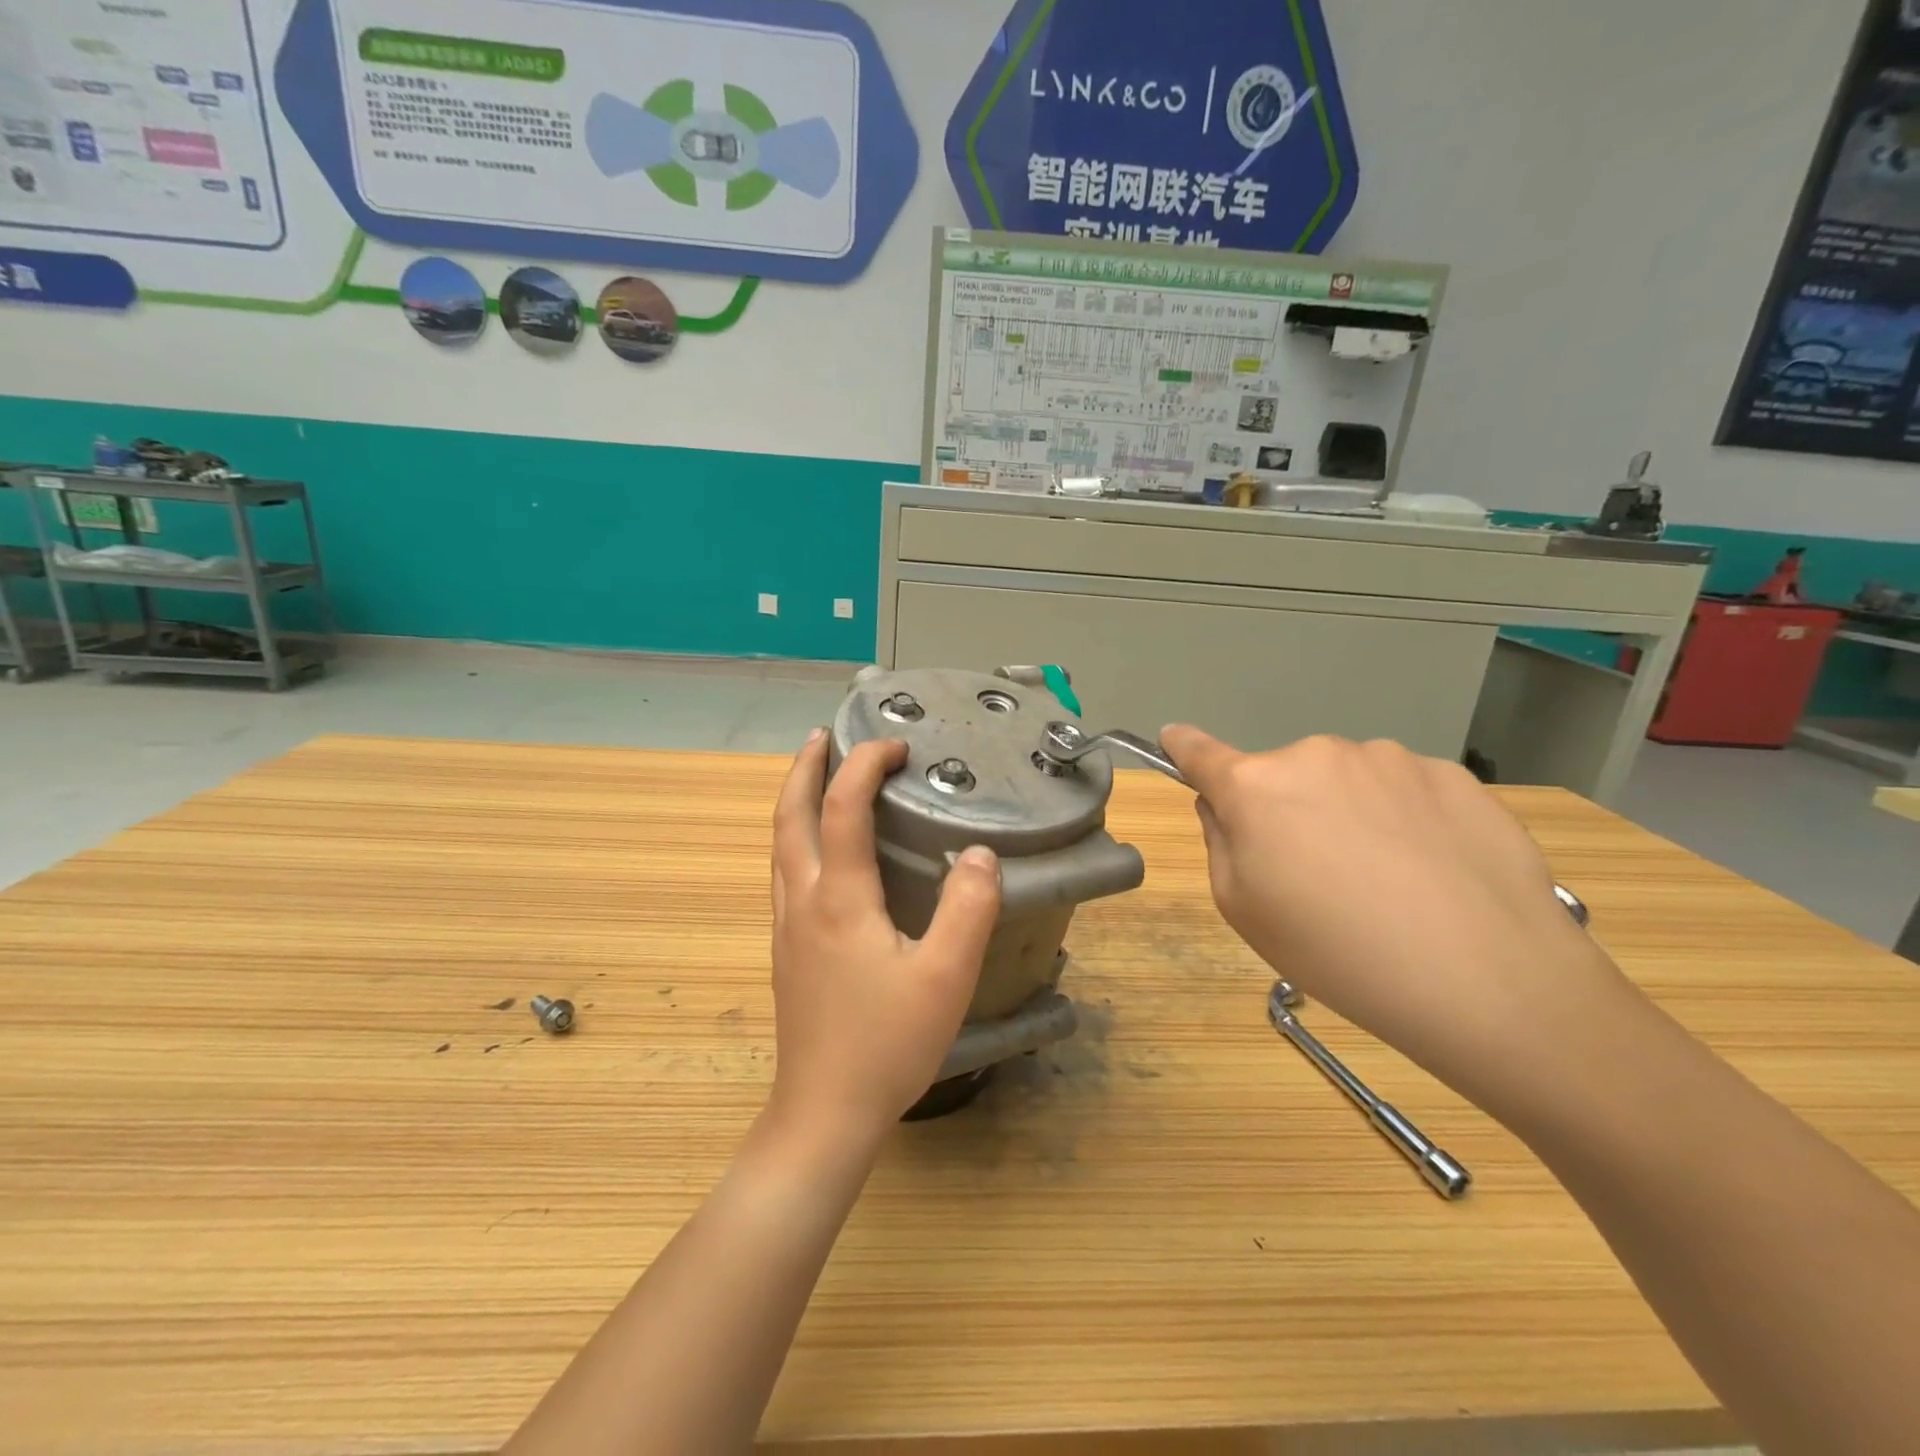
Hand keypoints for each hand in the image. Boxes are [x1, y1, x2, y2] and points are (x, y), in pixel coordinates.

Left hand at [767, 731, 1001, 1143]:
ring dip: (794, 800)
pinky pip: (784, 872)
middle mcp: (803, 900)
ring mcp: (788, 927)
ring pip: (779, 845)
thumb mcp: (945, 977)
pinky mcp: (787, 950)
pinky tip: (818, 852)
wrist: (824, 1112)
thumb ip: (968, 910)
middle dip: (805, 768)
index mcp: (840, 898)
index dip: (865, 765)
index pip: (842, 807)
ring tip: (816, 777)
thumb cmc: (886, 1044)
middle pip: (789, 816)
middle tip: (826, 736)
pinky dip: (796, 837)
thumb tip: (978, 854)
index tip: (896, 746)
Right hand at [1161, 726, 1633, 1109]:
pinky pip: (1405, 790)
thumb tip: (1225, 806)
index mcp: (1257, 787)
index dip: (1182, 747)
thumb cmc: (1337, 953)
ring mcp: (1391, 759)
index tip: (1173, 739)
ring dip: (1349, 813)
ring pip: (1348, 781)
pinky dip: (1404, 820)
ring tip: (1388, 883)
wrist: (1490, 981)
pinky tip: (1434, 873)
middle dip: (1287, 811)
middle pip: (1283, 776)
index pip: (1200, 753)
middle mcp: (1318, 755)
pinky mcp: (1454, 775)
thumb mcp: (1244, 912)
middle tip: (1317, 876)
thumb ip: (1220, 843)